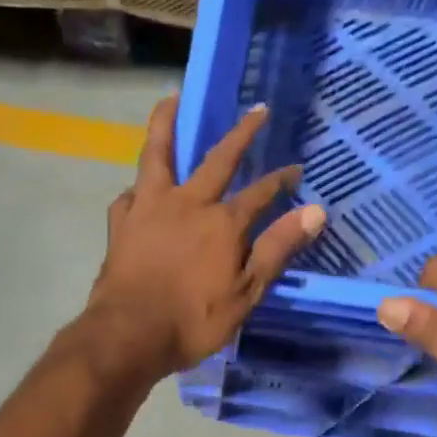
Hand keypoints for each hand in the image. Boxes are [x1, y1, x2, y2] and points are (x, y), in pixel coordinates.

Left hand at [84, 96, 327, 378]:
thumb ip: (276, 250)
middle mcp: (187, 203)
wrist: (128, 336)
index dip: (281, 181)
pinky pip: (129, 195)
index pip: (260, 193)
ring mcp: (149, 209)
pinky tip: (138, 189)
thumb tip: (316, 211)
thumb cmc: (192, 322)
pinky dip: (137, 188)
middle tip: (256, 110)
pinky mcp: (121, 225)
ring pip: (158, 155)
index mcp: (222, 222)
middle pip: (217, 159)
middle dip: (241, 134)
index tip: (296, 170)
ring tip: (171, 101)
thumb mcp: (245, 294)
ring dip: (167, 125)